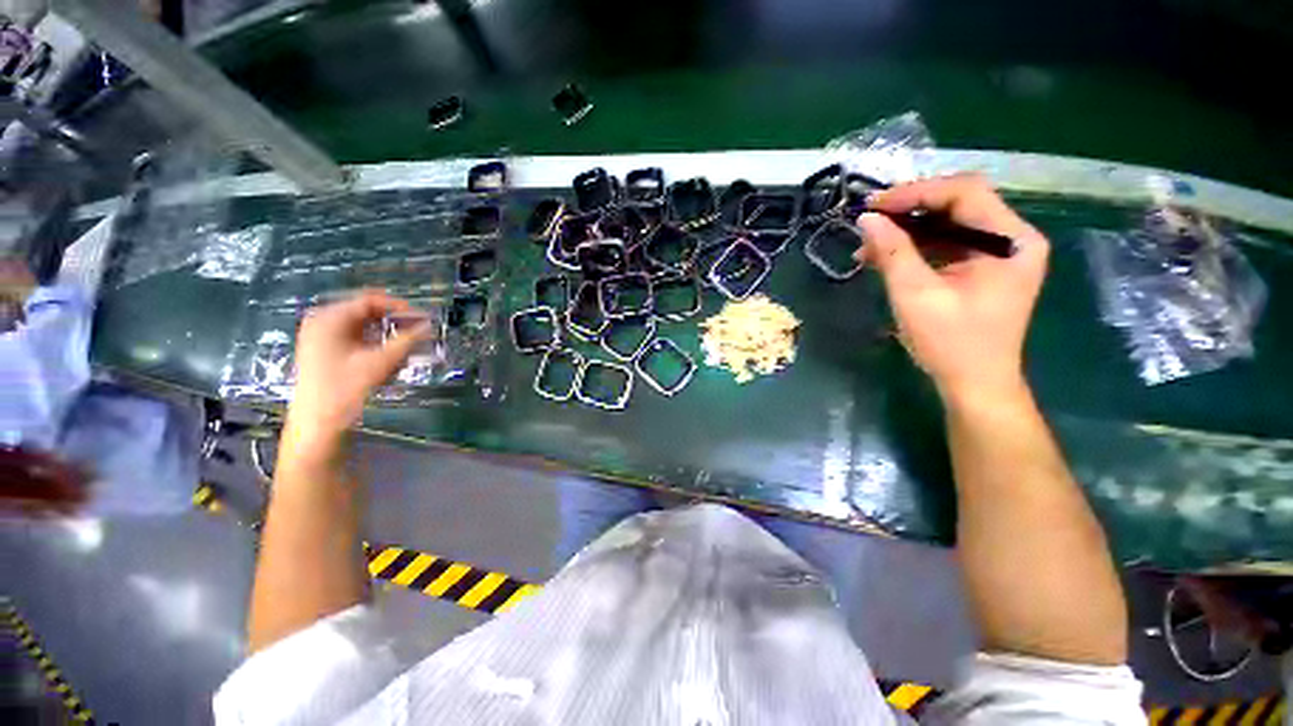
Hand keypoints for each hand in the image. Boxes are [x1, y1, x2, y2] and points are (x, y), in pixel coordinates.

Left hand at [284, 291, 430, 454]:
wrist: (317, 423)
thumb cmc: (346, 388)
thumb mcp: (381, 362)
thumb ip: (408, 340)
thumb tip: (429, 325)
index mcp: (329, 317)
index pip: (370, 300)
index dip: (400, 307)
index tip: (423, 318)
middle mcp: (320, 321)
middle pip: (365, 311)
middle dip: (394, 320)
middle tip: (419, 331)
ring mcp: (319, 336)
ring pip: (361, 325)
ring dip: (386, 333)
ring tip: (407, 345)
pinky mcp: (322, 350)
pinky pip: (353, 337)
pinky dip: (374, 342)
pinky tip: (389, 355)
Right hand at [855, 174, 1048, 400]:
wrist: (975, 384)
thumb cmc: (951, 343)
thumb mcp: (916, 295)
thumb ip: (893, 252)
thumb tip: (866, 218)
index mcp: (1010, 241)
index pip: (965, 193)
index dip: (916, 192)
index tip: (873, 206)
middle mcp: (1011, 239)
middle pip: (958, 204)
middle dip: (908, 211)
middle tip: (868, 223)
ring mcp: (999, 253)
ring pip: (948, 224)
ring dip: (906, 231)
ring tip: (867, 246)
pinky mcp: (983, 268)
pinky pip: (946, 245)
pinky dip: (914, 248)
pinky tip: (884, 258)